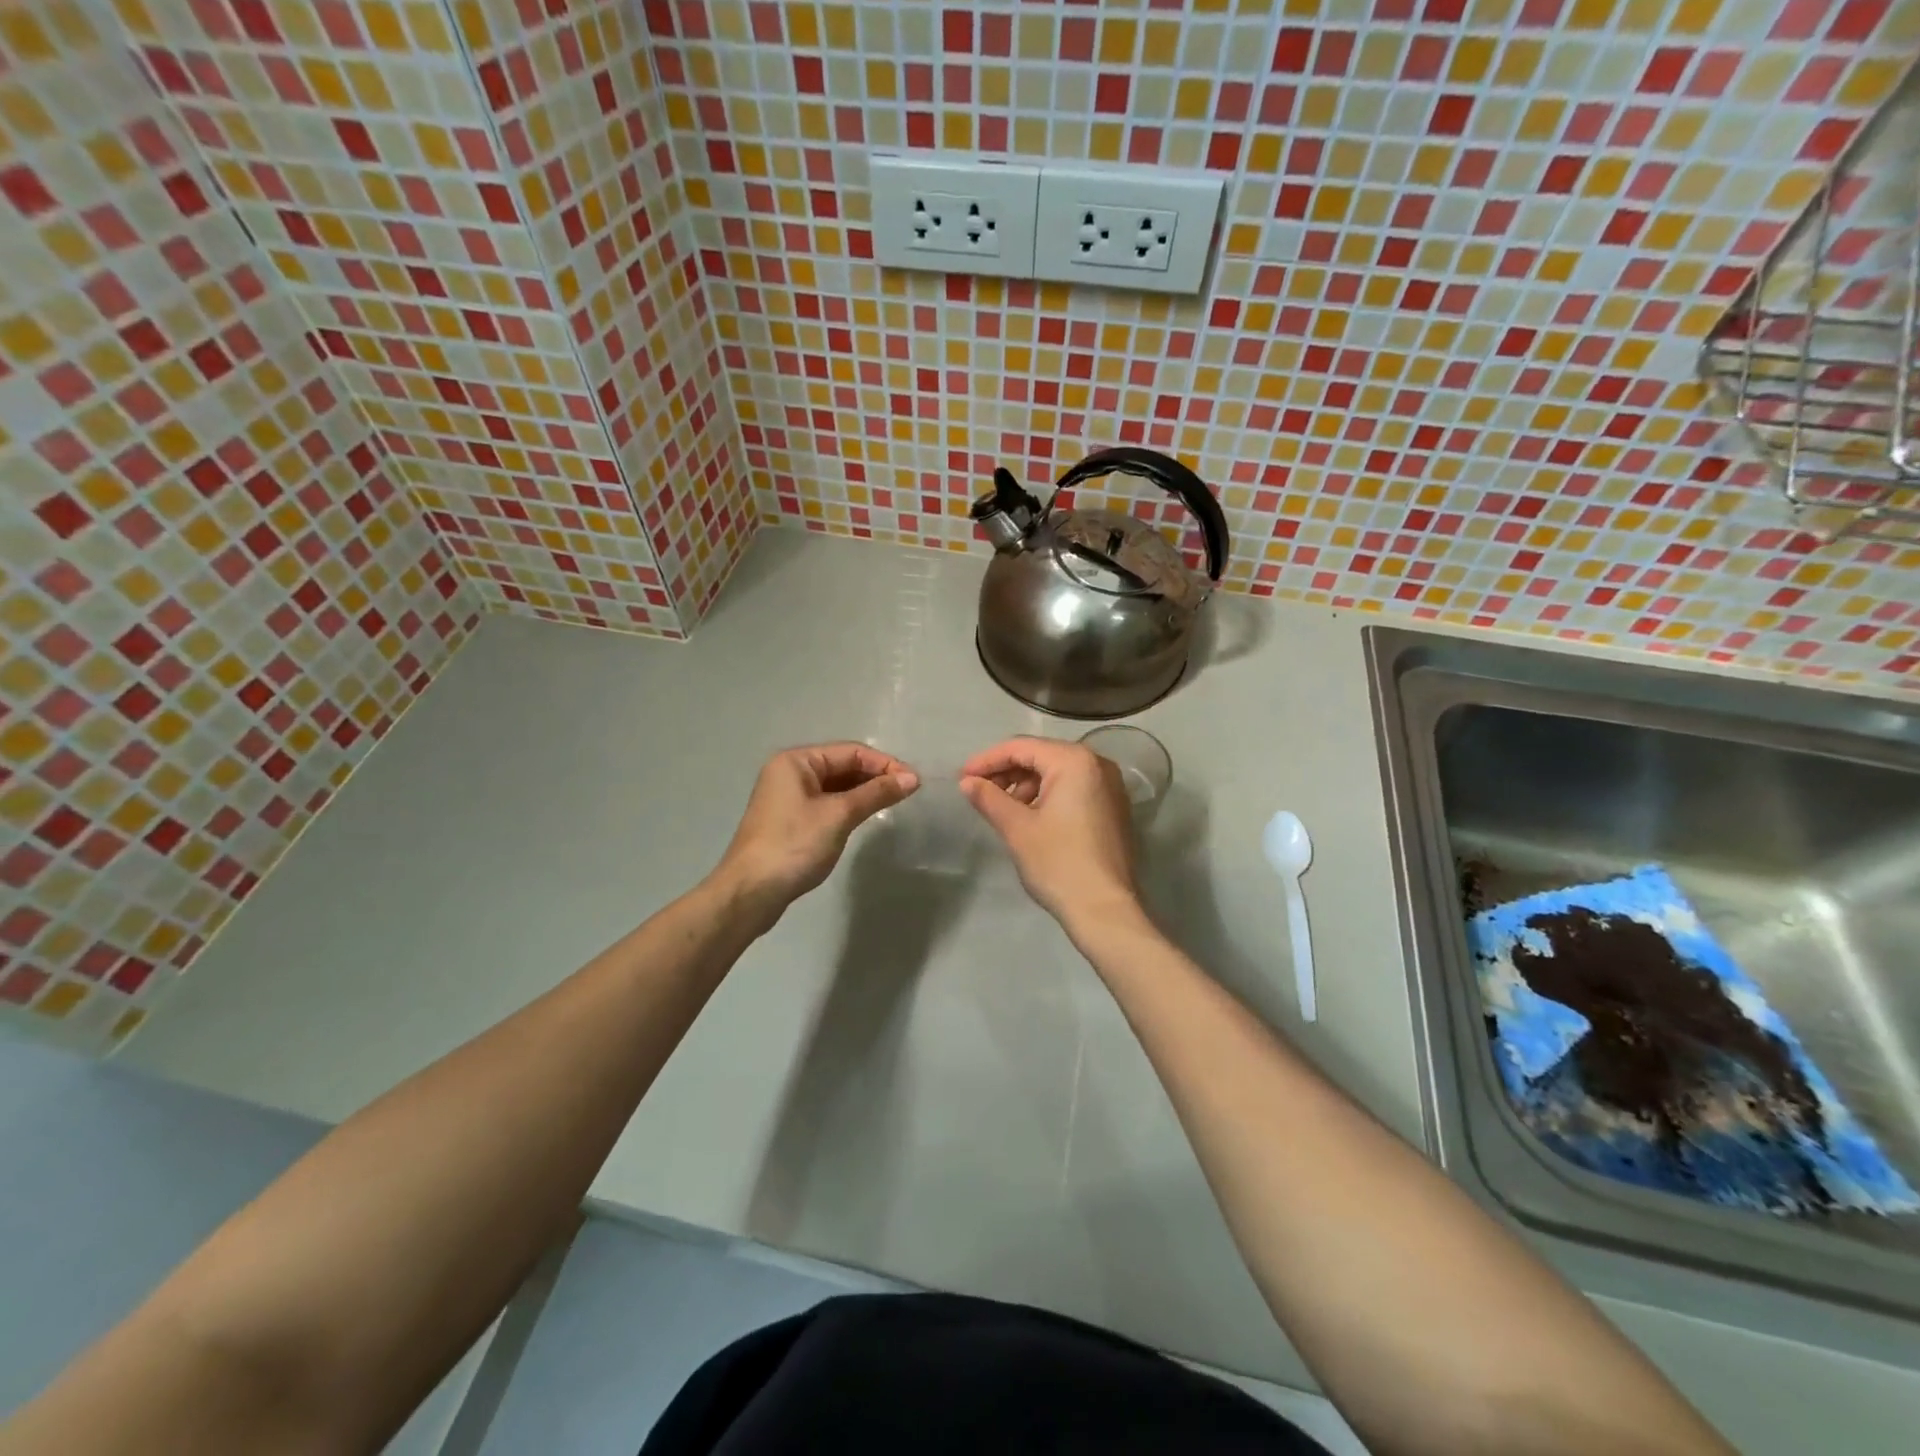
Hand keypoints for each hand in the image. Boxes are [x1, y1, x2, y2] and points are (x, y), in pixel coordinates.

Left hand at [713, 743, 918, 922]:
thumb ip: (876, 793)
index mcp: (796, 761)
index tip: (915, 781)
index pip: (850, 752)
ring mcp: (788, 797)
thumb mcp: (839, 815)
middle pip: (842, 765)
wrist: (750, 892)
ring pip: (835, 786)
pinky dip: (848, 807)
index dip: (884, 764)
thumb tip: (912, 778)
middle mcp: (790, 772)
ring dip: (863, 792)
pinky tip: (866, 817)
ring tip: (893, 803)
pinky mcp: (790, 820)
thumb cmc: (794, 845)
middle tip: (908, 793)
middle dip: (875, 777)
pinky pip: (827, 803)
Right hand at [959, 737, 1139, 932]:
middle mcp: (1097, 764)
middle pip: (1041, 755)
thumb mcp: (1017, 828)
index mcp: (1074, 761)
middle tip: (978, 792)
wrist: (1106, 910)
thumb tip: (967, 782)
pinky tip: (1029, 816)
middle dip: (1006, 771)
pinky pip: (1073, 788)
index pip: (1021, 747)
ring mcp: (1110, 785)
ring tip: (1002, 808)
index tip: (961, 777)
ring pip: (1057, 772)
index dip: (986, 760)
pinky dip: (1047, 795)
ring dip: (1026, 784)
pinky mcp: (1113, 807)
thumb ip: (989, 798)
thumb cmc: (1058, 864)